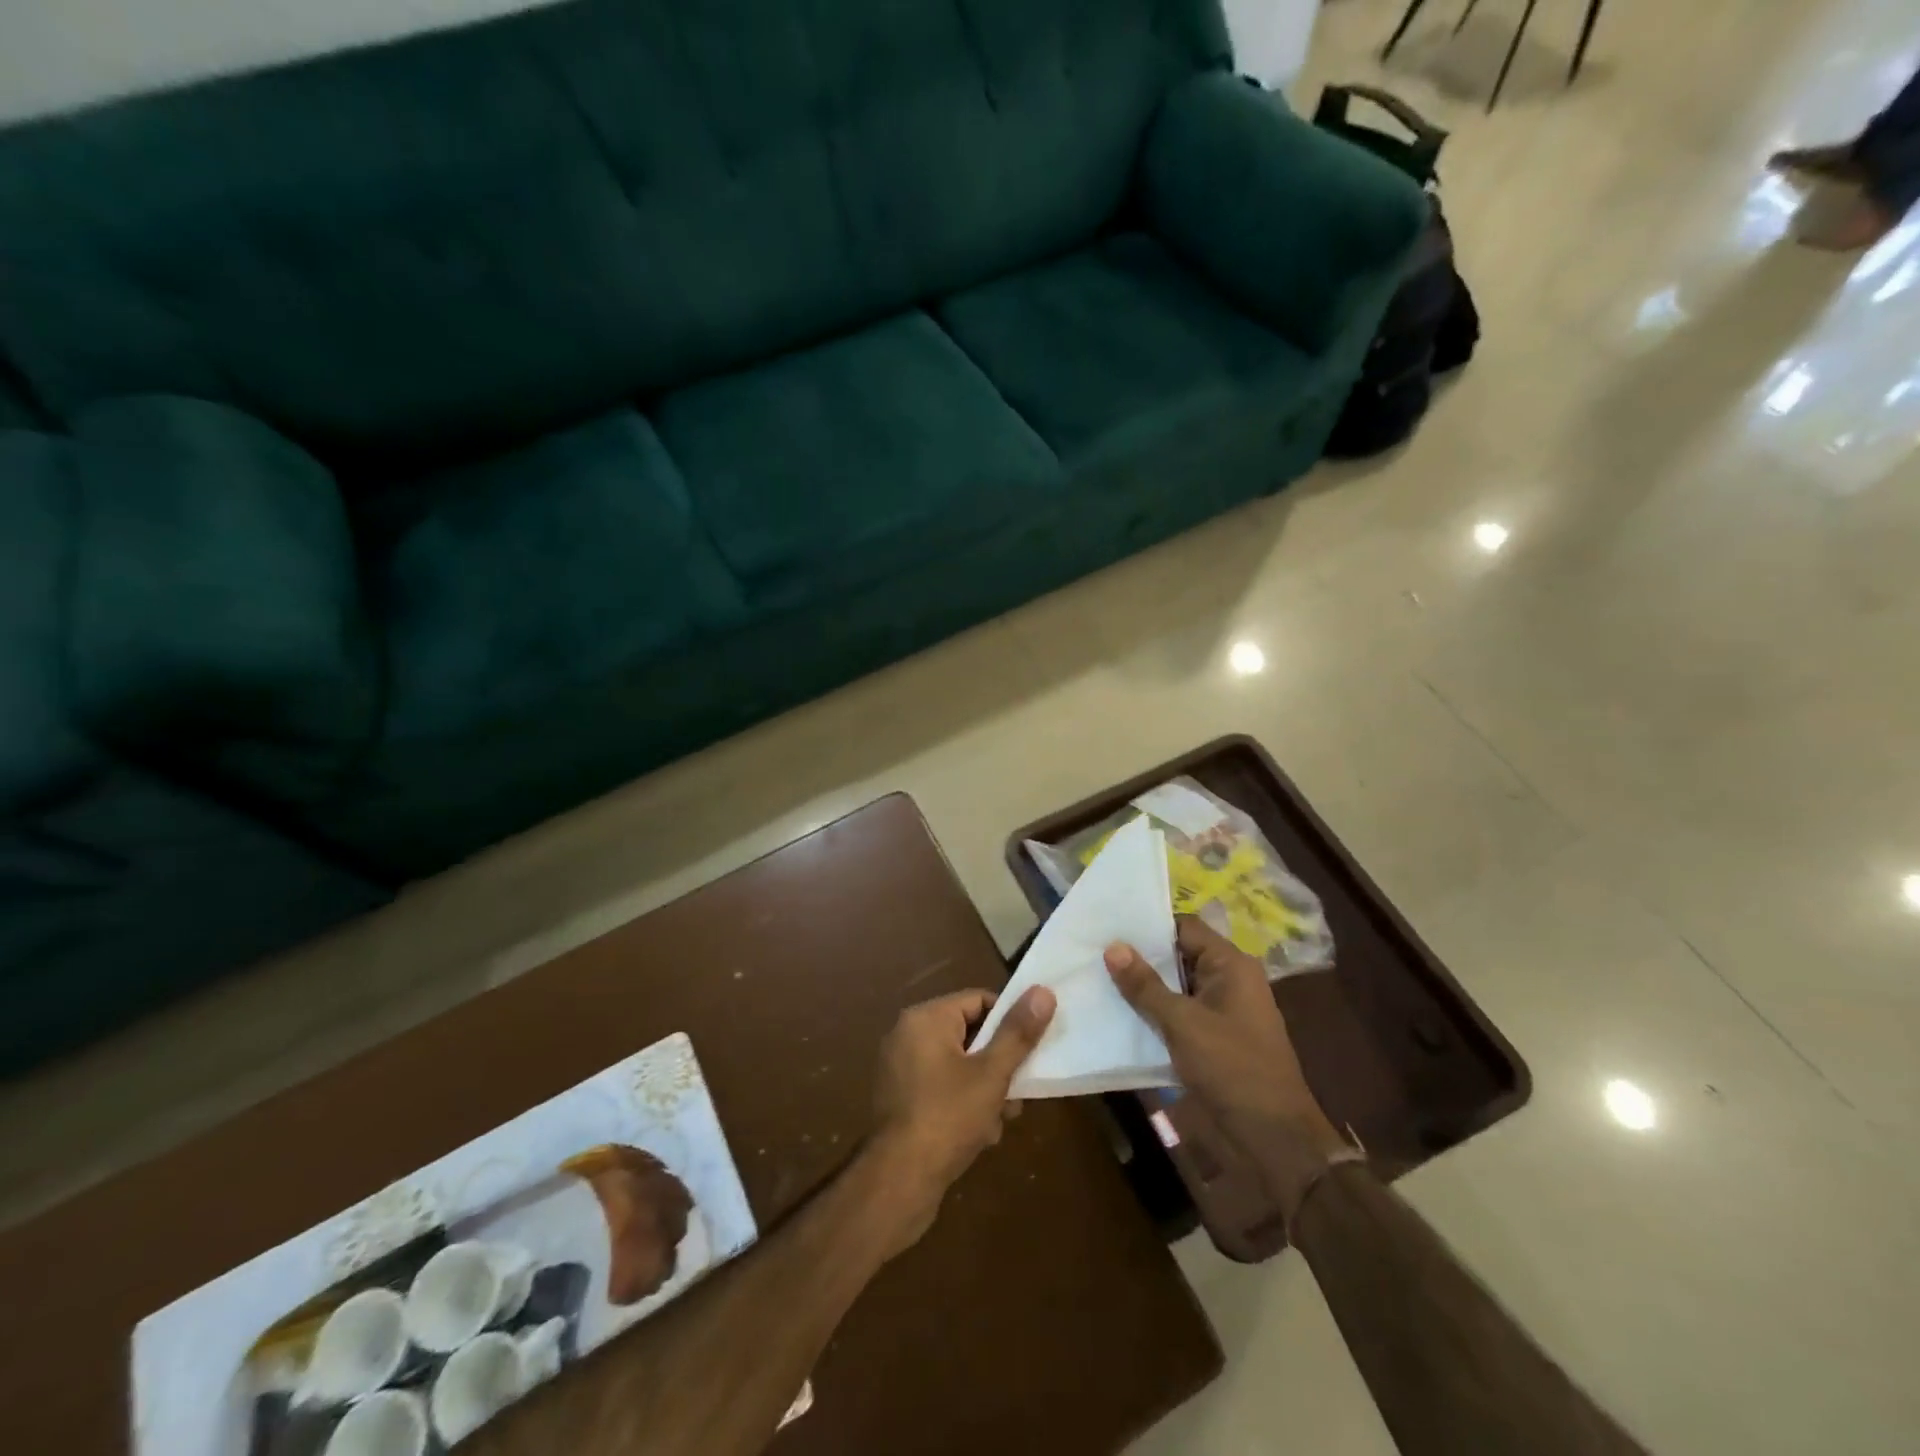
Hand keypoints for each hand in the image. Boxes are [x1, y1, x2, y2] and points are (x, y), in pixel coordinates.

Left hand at [863, 986, 1055, 1257]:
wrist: (900, 1181)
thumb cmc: (948, 1117)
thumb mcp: (992, 1074)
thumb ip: (1018, 1033)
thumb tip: (1043, 990)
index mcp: (926, 1018)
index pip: (978, 1000)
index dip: (1009, 1021)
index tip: (1031, 1048)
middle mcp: (908, 1034)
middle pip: (968, 1034)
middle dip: (999, 1063)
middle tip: (1019, 1092)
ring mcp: (900, 1067)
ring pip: (958, 1064)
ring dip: (985, 1087)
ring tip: (1003, 1118)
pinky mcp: (900, 1098)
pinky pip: (941, 1086)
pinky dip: (963, 1101)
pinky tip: (981, 1133)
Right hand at [1106, 917, 1349, 1196]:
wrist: (1271, 1137)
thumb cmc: (1231, 1068)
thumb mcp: (1182, 1023)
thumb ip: (1146, 985)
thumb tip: (1112, 946)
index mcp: (1231, 965)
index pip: (1185, 927)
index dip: (1149, 924)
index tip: (1109, 925)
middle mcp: (1228, 980)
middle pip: (1178, 955)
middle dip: (1140, 956)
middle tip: (1095, 949)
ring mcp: (1221, 1010)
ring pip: (1176, 986)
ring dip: (1144, 986)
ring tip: (1097, 977)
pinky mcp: (1213, 1038)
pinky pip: (1179, 1013)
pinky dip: (1154, 1011)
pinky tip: (1118, 1012)